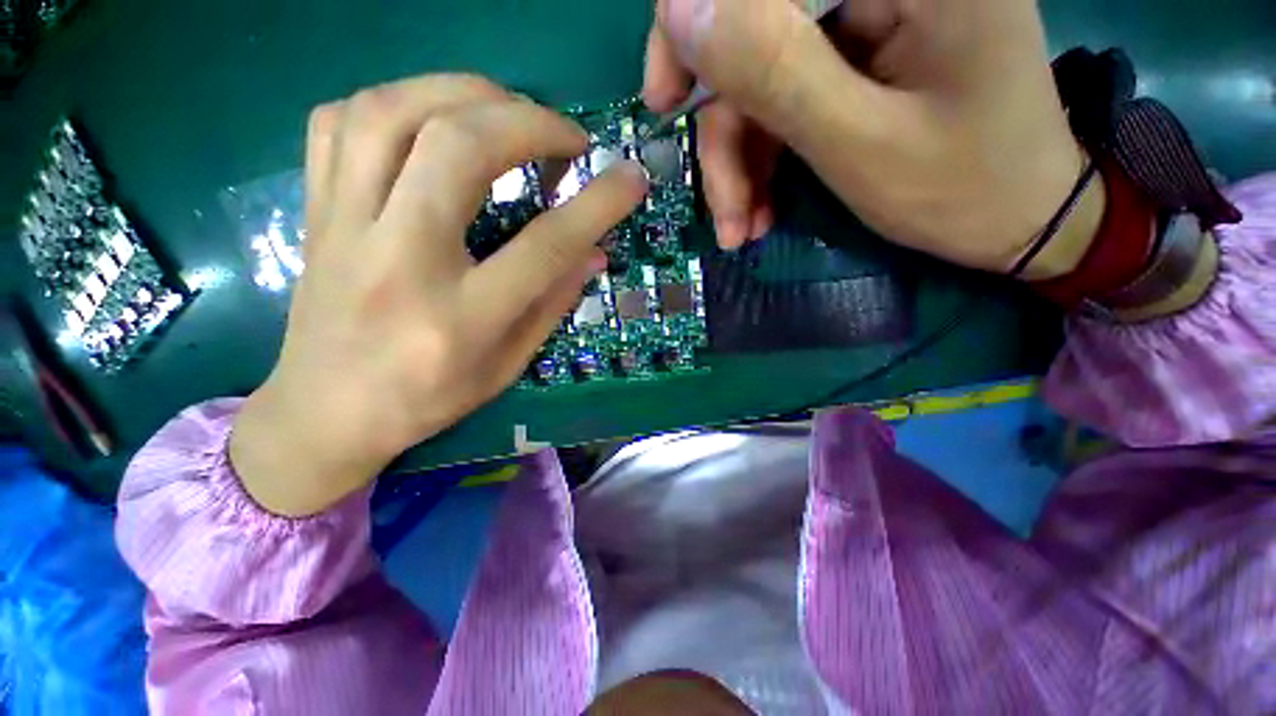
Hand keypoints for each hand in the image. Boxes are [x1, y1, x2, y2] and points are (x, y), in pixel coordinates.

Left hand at [230, 75, 647, 516]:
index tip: (631, 177)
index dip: (597, 204)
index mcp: (460, 316)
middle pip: (459, 148)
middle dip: (529, 123)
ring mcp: (345, 227)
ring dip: (464, 93)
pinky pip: (340, 122)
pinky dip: (396, 100)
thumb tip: (594, 252)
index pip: (545, 245)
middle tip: (566, 137)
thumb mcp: (507, 366)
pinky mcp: (316, 210)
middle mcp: (399, 260)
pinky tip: (431, 120)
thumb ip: (553, 304)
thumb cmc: (428, 399)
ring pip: (392, 112)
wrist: (325, 413)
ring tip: (507, 111)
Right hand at [644, 0, 1103, 277]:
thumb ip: (775, 72)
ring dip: (738, 164)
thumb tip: (680, 9)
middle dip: (721, 131)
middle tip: (720, 210)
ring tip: (741, 227)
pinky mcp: (854, 60)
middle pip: (749, 33)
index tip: (667, 105)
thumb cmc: (962, 189)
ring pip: (757, 81)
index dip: (693, 27)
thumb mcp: (860, 142)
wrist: (1018, 220)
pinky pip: (779, 103)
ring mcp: (863, 21)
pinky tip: (759, 211)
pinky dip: (760, 161)